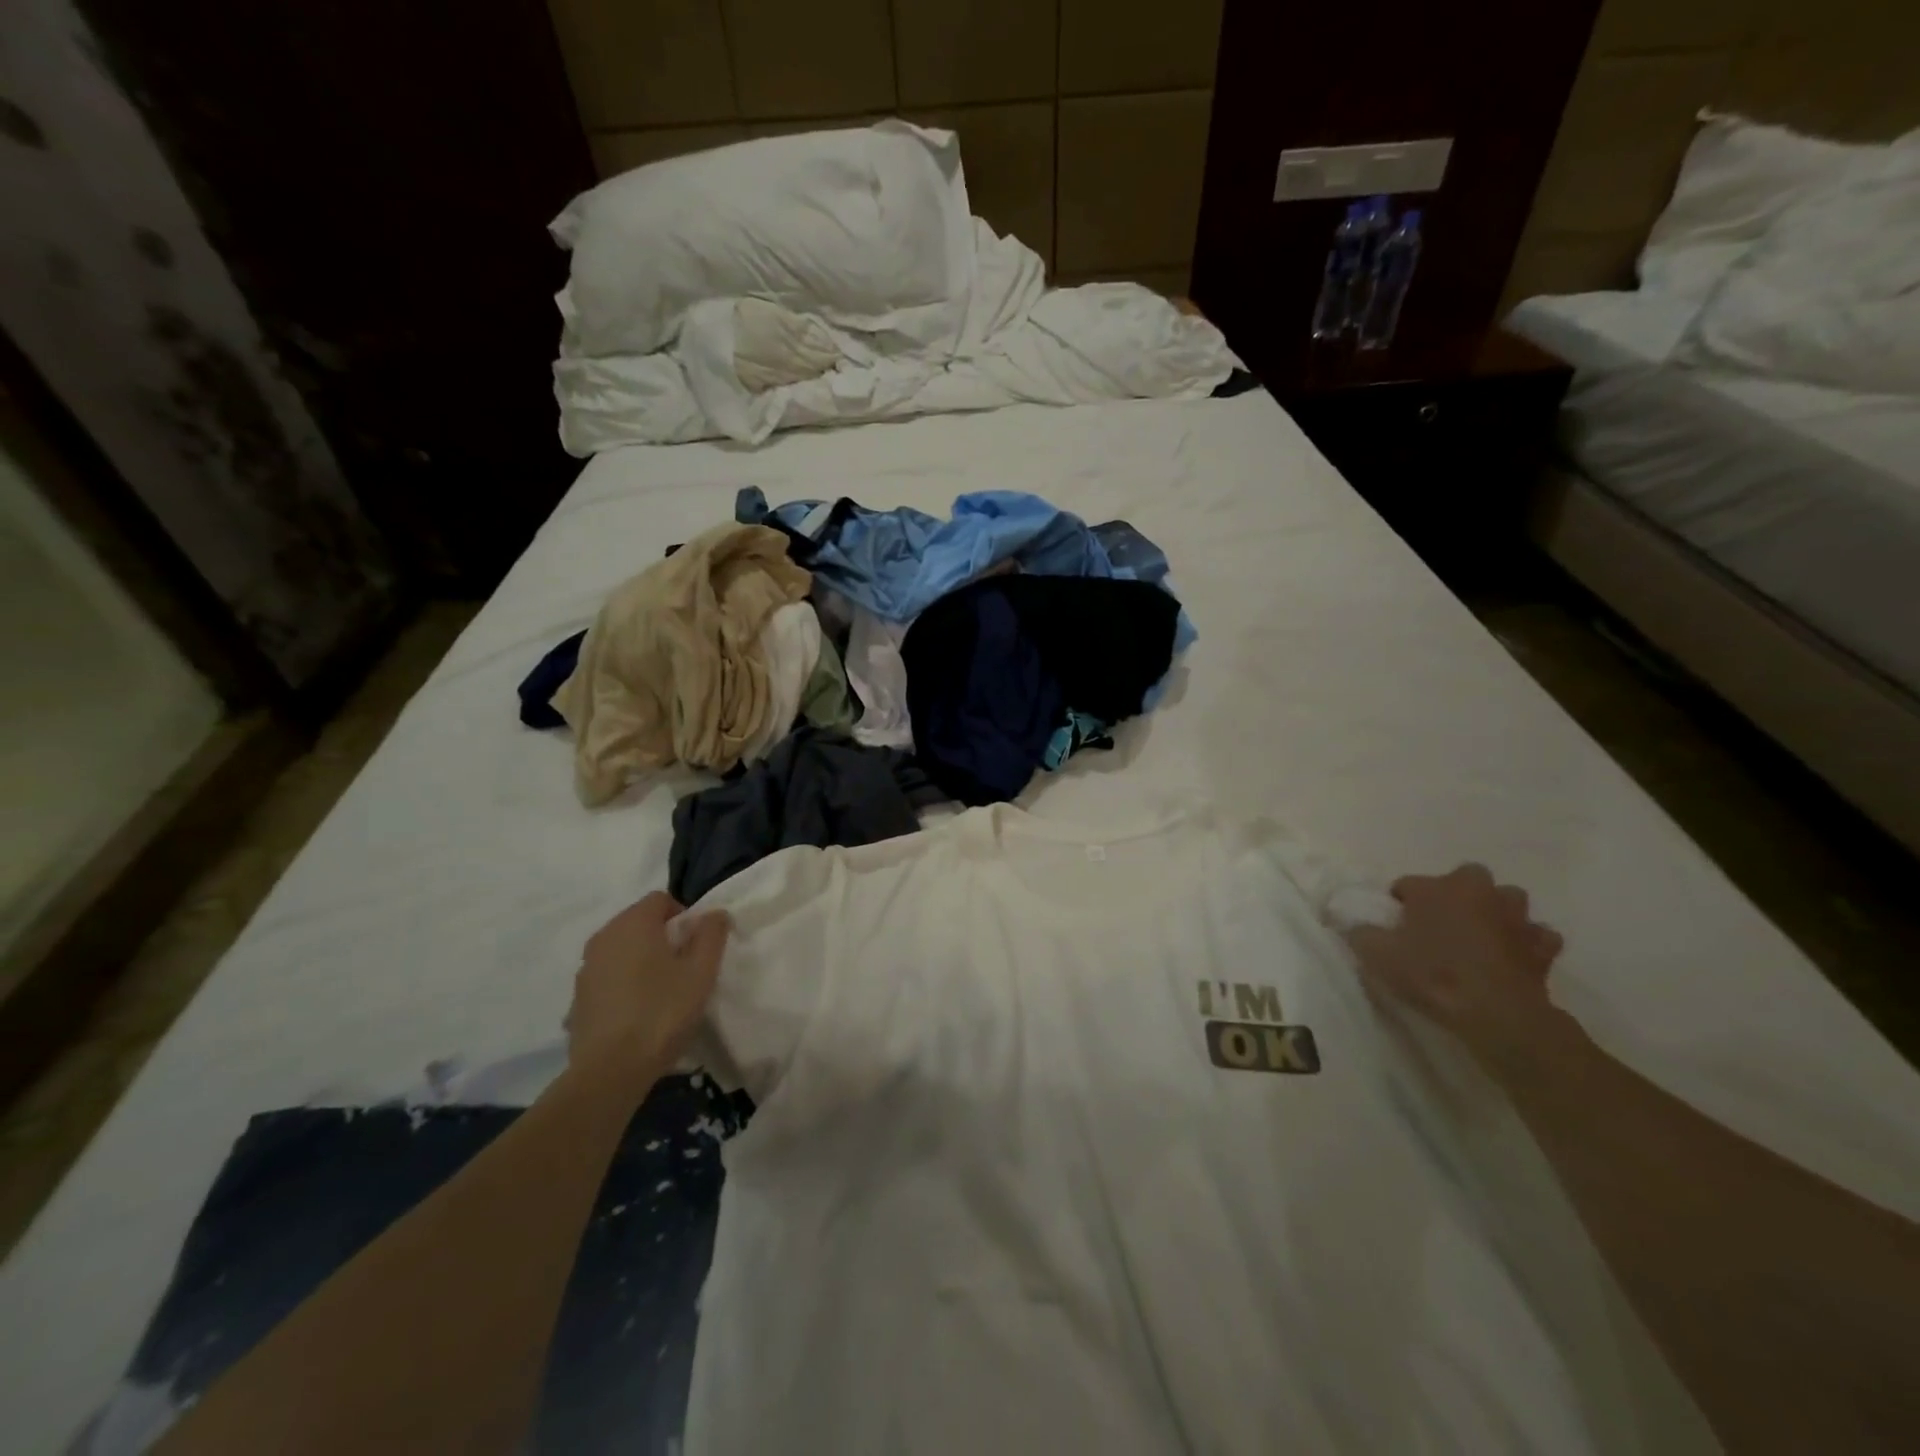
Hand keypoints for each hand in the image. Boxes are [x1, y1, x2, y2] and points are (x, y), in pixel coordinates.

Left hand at [569, 892, 729, 1085]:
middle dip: (662, 937)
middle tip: (684, 968)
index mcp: (633, 923)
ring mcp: (586, 968)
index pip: (661, 899)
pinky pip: (608, 976)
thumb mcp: (701, 972)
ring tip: (661, 992)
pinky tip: (637, 1012)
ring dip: (642, 960)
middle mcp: (603, 937)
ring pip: (622, 950)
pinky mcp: (578, 998)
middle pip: (639, 922)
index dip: (684, 916)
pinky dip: (623, 983)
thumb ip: (711, 935)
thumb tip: (714, 913)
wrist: (610, 1071)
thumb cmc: (662, 1013)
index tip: (696, 946)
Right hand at [1344, 864, 1566, 1075]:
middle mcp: (1478, 891)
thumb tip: (1347, 922)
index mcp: (1436, 888)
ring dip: (1494, 912)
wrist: (1497, 1013)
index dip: (1398, 905)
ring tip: (1477, 936)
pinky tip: (1511, 957)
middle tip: (1438, 924)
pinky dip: (1526, 942)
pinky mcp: (1543, 946)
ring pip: (1506, 901)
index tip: (1392, 927)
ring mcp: (1516, 917)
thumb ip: (1359, 932)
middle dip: (1454, 895)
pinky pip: (1537, 936)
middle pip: (1464, 879)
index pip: (1407, 884)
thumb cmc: (1432, 974)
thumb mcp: (1377, 954)